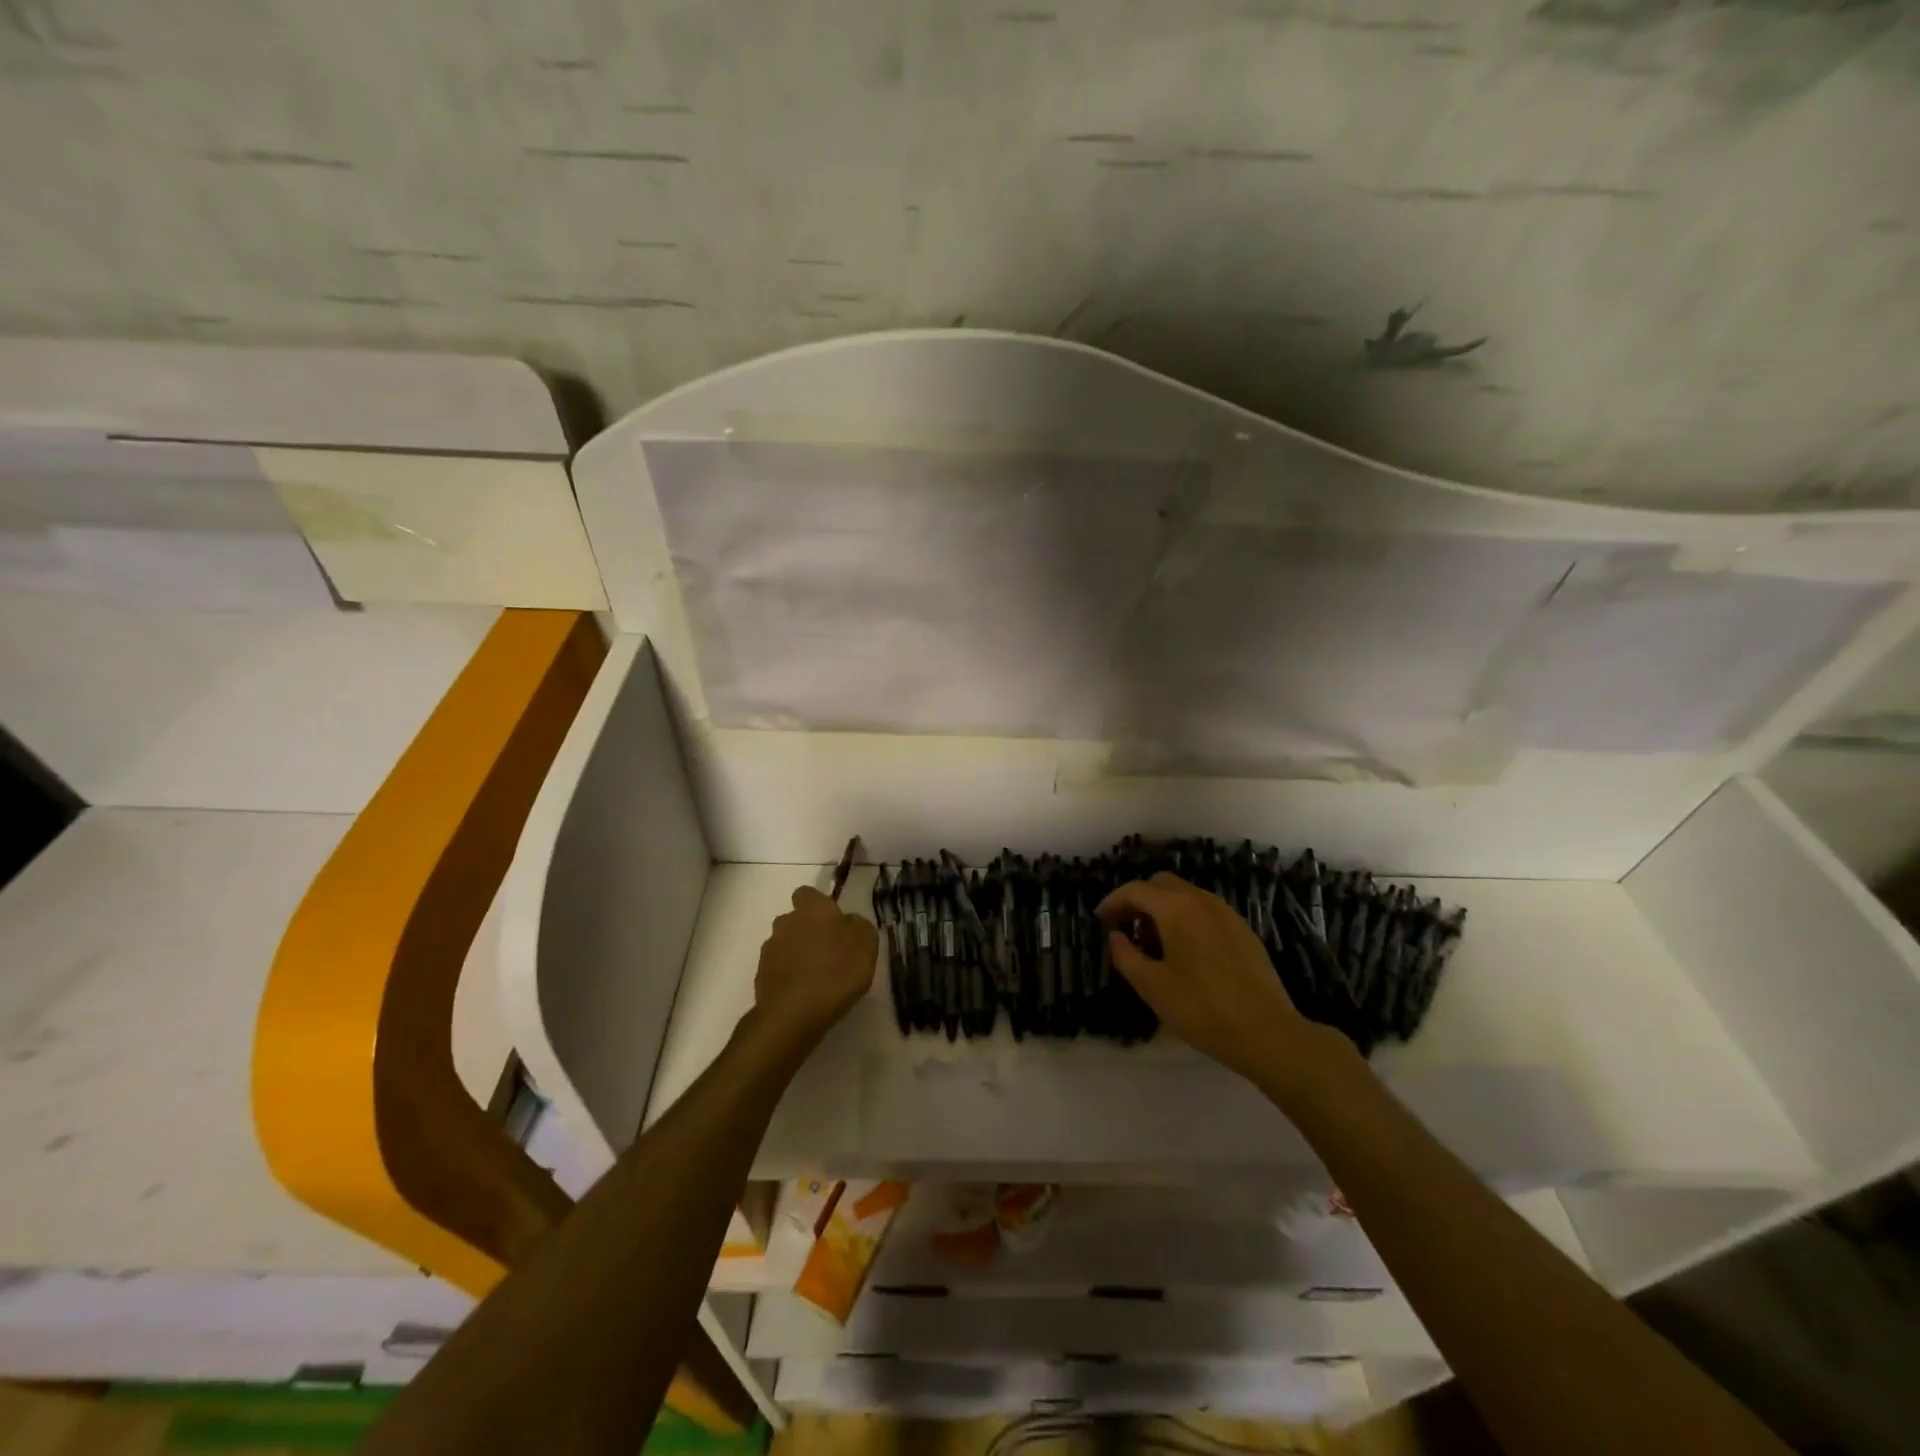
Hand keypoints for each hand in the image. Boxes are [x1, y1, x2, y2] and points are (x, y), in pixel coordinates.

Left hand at [753, 886, 877, 1046]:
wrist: (793, 1014)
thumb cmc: (836, 971)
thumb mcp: (866, 942)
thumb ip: (858, 926)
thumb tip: (848, 923)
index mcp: (811, 908)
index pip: (807, 893)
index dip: (819, 905)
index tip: (833, 921)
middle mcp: (785, 922)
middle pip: (795, 920)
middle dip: (808, 931)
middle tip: (829, 952)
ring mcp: (769, 950)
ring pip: (785, 945)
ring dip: (797, 955)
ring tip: (817, 977)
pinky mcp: (760, 977)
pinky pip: (778, 970)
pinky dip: (789, 978)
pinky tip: (804, 994)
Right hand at [1097, 872, 1333, 1084]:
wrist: (1267, 1033)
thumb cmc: (1201, 1008)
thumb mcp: (1152, 986)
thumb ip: (1126, 955)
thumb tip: (1116, 936)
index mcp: (1176, 908)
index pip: (1136, 890)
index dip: (1113, 902)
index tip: (1100, 920)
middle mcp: (1202, 900)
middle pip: (1162, 884)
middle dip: (1139, 900)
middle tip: (1125, 929)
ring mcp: (1227, 914)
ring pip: (1186, 896)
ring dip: (1163, 909)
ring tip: (1153, 943)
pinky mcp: (1243, 931)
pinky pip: (1205, 911)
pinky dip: (1186, 919)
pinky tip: (1184, 952)